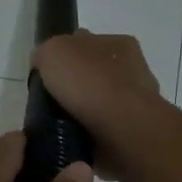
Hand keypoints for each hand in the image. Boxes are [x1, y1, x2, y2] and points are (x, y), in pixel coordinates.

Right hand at [31, 31, 164, 181]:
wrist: (122, 128)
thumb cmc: (89, 82)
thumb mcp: (53, 51)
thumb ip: (45, 53)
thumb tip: (43, 64)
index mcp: (118, 42)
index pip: (86, 43)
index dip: (64, 57)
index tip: (47, 76)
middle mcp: (133, 68)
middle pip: (94, 73)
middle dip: (75, 86)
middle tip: (51, 102)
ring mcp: (138, 102)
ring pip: (101, 103)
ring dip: (84, 112)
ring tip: (61, 125)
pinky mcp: (136, 131)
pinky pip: (106, 129)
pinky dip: (92, 134)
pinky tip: (77, 139)